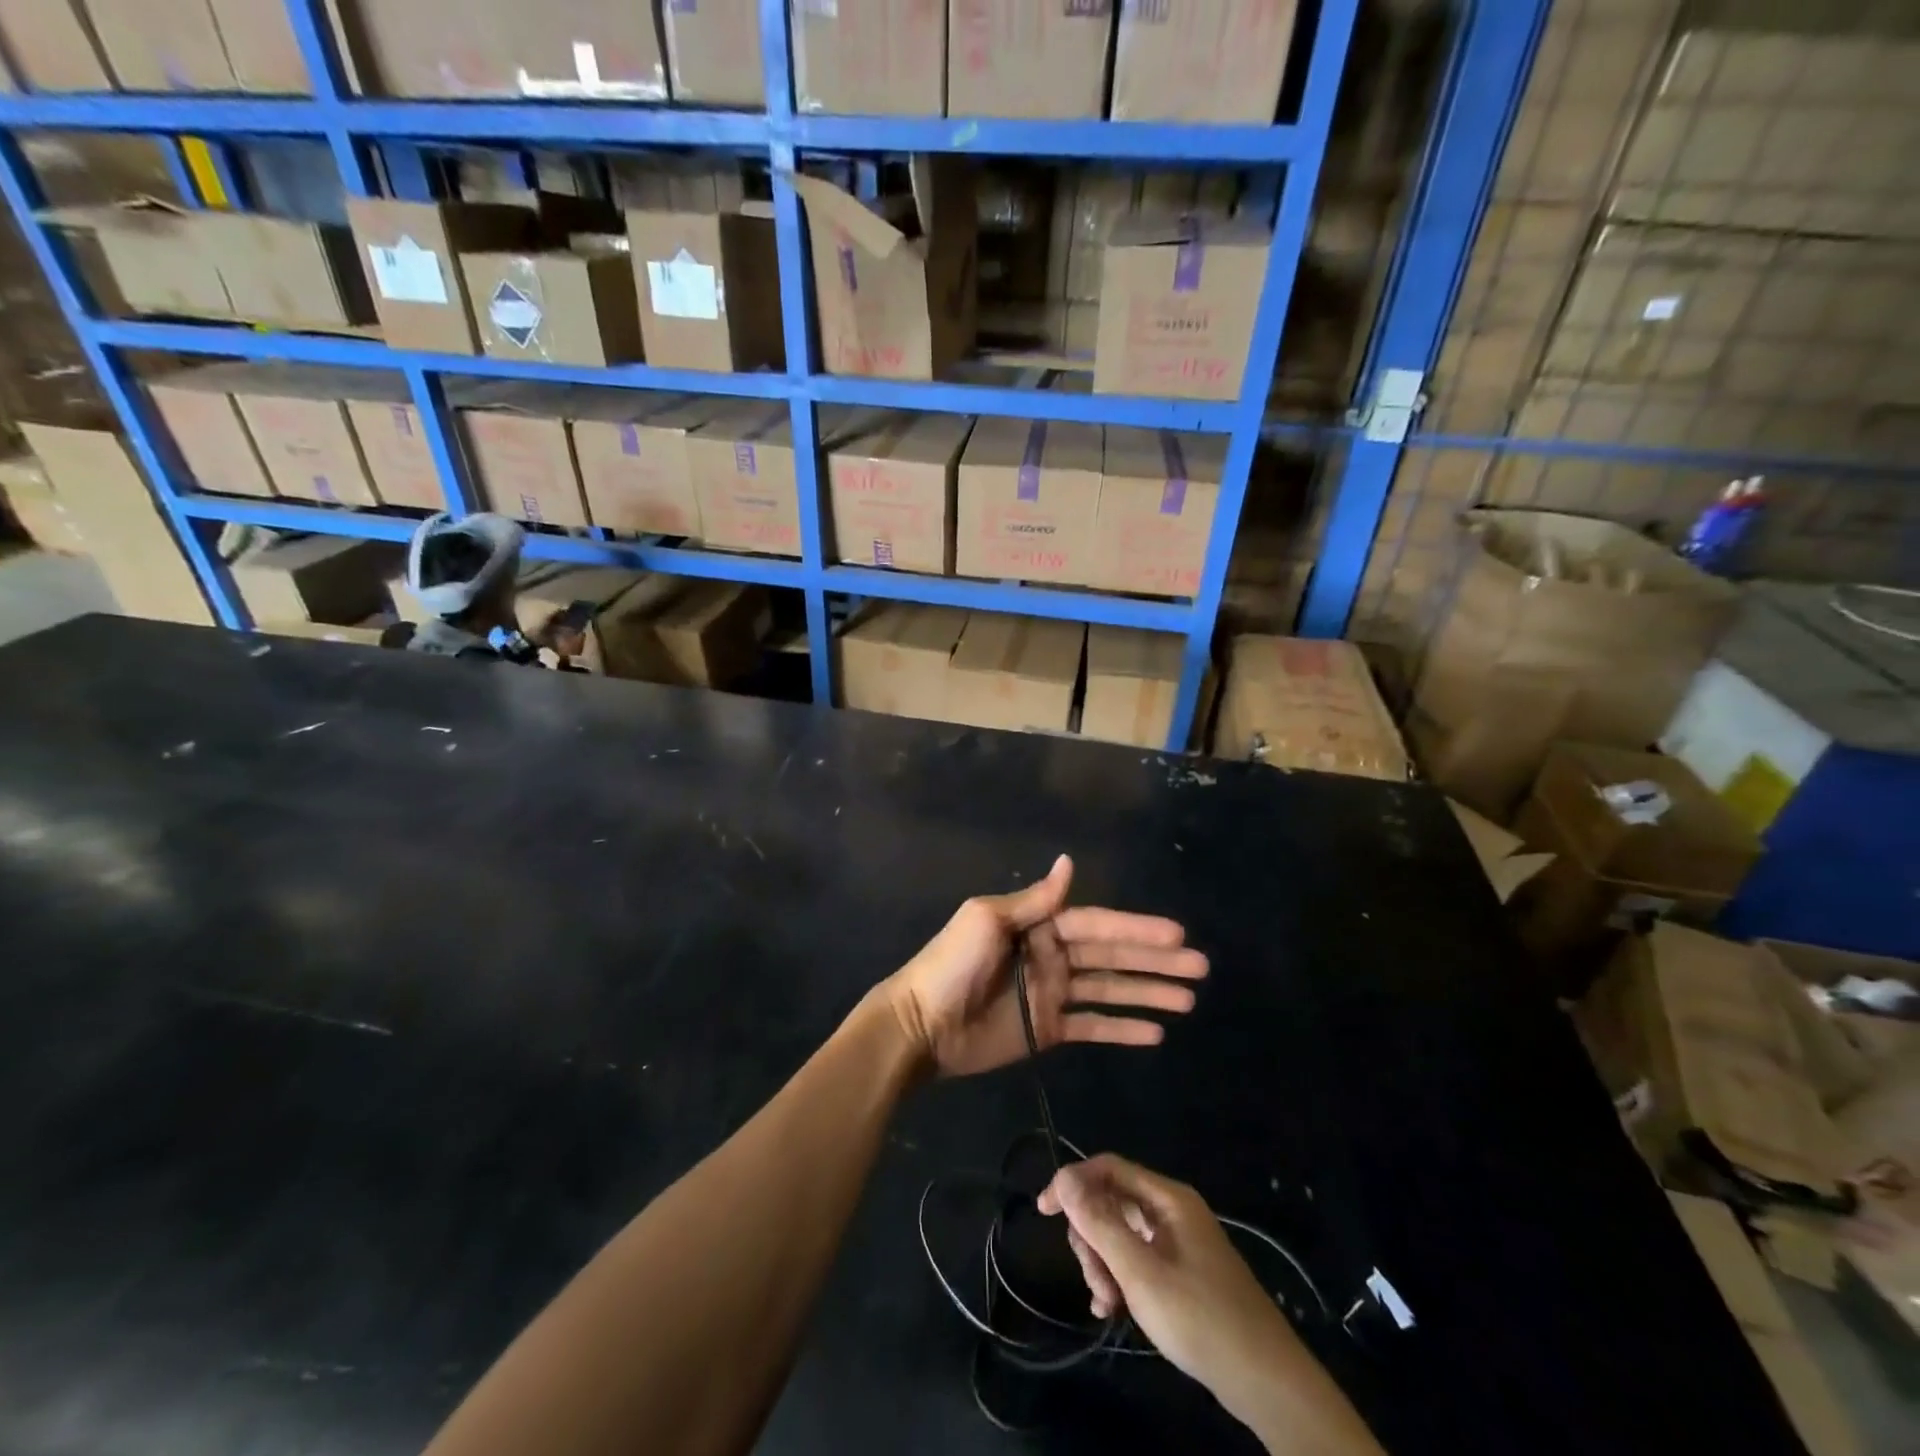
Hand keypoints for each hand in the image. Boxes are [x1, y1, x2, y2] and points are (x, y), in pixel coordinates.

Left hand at [880, 854, 1206, 1077]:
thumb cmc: (952, 964)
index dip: (1137, 929)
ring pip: (1110, 991)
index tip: (1177, 933)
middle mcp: (1052, 956)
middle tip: (1201, 967)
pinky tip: (1155, 1033)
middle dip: (1155, 960)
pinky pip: (1093, 1026)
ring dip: (1148, 993)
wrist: (921, 1024)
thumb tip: (1069, 862)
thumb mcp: (988, 920)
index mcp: (1040, 927)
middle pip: (1113, 957)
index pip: (1099, 925)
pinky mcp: (1048, 1029)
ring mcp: (1052, 994)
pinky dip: (1122, 1028)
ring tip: (1188, 999)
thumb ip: (1035, 900)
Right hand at [1037, 1155, 1297, 1422]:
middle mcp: (1172, 1211)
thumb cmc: (1200, 1318)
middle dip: (1092, 1238)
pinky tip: (1113, 1309)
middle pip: (1112, 1203)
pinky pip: (1137, 1259)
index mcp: (1167, 1198)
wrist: (1266, 1381)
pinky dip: (1120, 1278)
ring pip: (1121, 1235)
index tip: (1044, 1211)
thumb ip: (1100, 1223)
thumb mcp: (1141, 1273)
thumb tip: (1064, 1177)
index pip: (1108, 1168)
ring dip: (1104, 1264)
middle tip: (1093, 1280)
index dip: (1072, 1183)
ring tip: (1107, 1303)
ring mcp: (1178, 1242)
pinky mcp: (1182, 1271)